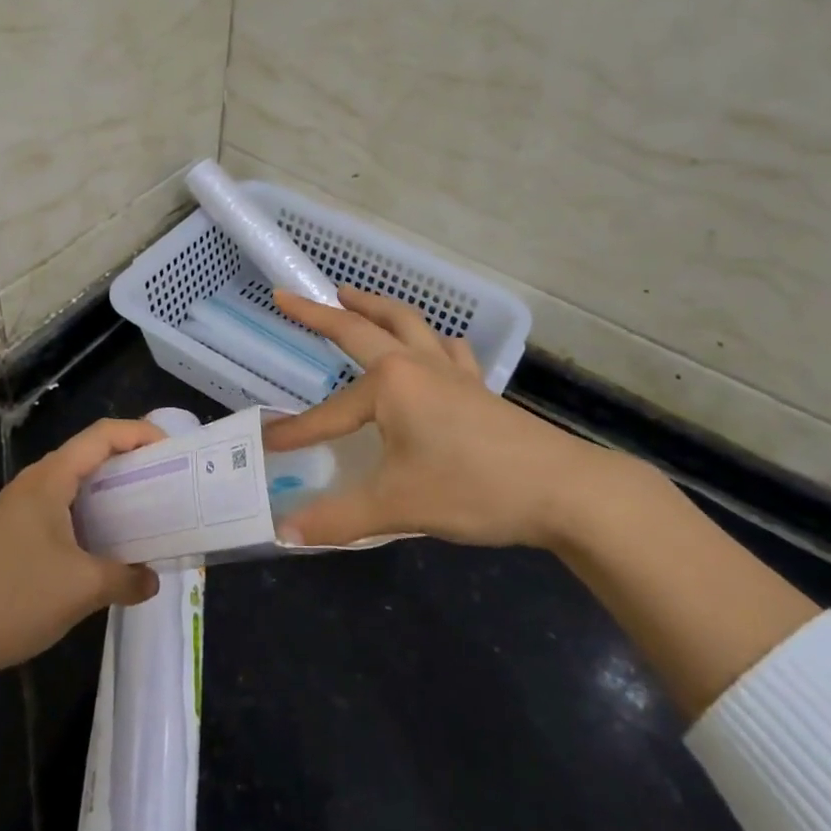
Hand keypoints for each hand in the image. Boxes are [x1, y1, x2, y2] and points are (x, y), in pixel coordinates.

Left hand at [0, 419, 165, 680]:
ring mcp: (20, 506)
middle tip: (166, 477)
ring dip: (110, 486)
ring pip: (75, 480)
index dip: (140, 433)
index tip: (173, 450)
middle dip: (130, 458)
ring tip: (145, 504)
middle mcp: (34, 482)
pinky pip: (62, 503)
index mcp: (49, 479)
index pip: (102, 435)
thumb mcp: (83, 589)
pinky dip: (91, 508)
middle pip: (89, 452)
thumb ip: (126, 578)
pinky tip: (107, 537)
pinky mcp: (14, 530)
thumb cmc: (16, 599)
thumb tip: (152, 579)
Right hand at [263, 287, 640, 550]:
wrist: (563, 489)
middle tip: (291, 297)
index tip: (268, 443)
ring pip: (410, 324)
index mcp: (392, 384)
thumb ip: (337, 518)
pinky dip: (432, 340)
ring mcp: (453, 372)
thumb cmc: (473, 487)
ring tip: (354, 298)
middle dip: (323, 313)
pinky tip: (433, 348)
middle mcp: (419, 365)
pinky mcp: (479, 388)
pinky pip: (450, 350)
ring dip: (377, 308)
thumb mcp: (398, 505)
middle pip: (364, 328)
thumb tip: (283, 533)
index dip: (298, 431)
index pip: (331, 411)